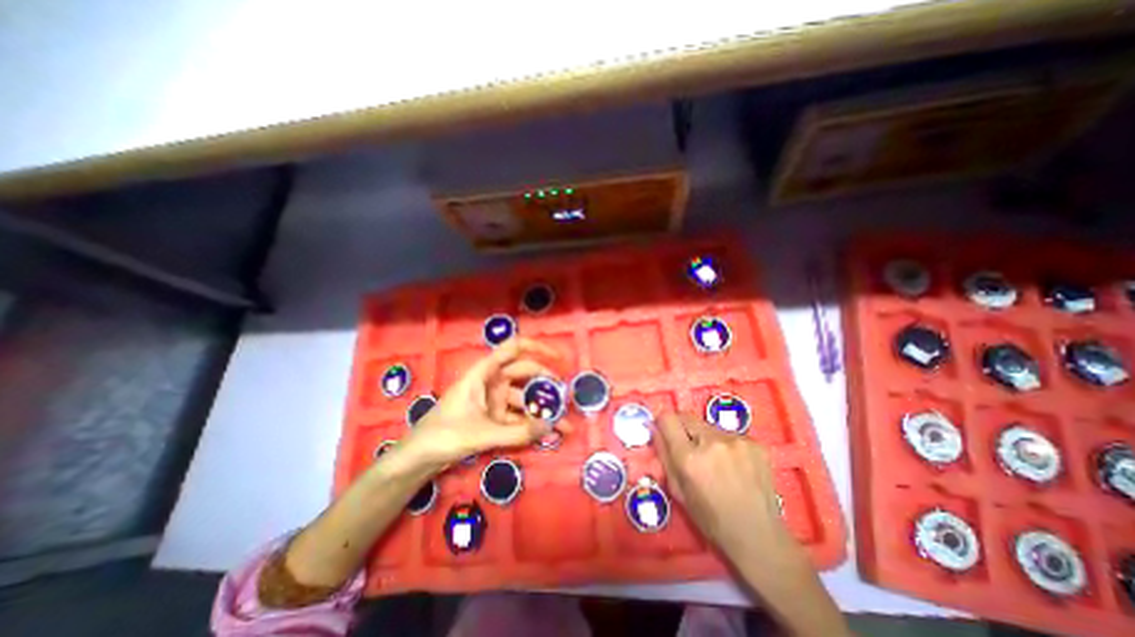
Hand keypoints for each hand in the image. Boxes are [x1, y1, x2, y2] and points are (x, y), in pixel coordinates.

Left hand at [400, 337, 565, 469]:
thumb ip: (518, 433)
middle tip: (565, 399)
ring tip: (564, 424)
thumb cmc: (444, 435)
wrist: (418, 458)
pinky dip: (532, 424)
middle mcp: (492, 382)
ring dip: (542, 410)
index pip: (513, 349)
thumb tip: (552, 426)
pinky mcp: (493, 417)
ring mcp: (493, 400)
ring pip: (524, 399)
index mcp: (484, 373)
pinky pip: (518, 417)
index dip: (537, 347)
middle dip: (546, 385)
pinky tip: (547, 434)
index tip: (559, 358)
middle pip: (525, 374)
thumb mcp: (483, 434)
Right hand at [656, 414, 790, 555]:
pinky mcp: (755, 443)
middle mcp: (712, 442)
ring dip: (706, 438)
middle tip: (691, 450)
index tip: (665, 432)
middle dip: (684, 430)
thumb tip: (654, 428)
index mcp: (689, 458)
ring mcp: (737, 440)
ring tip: (716, 462)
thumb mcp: (678, 491)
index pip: (667, 418)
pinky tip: (735, 466)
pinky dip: (726, 445)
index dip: (663, 423)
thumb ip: (664, 456)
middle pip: (687, 417)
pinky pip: (729, 434)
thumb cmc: (712, 519)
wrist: (760, 537)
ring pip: (708, 426)